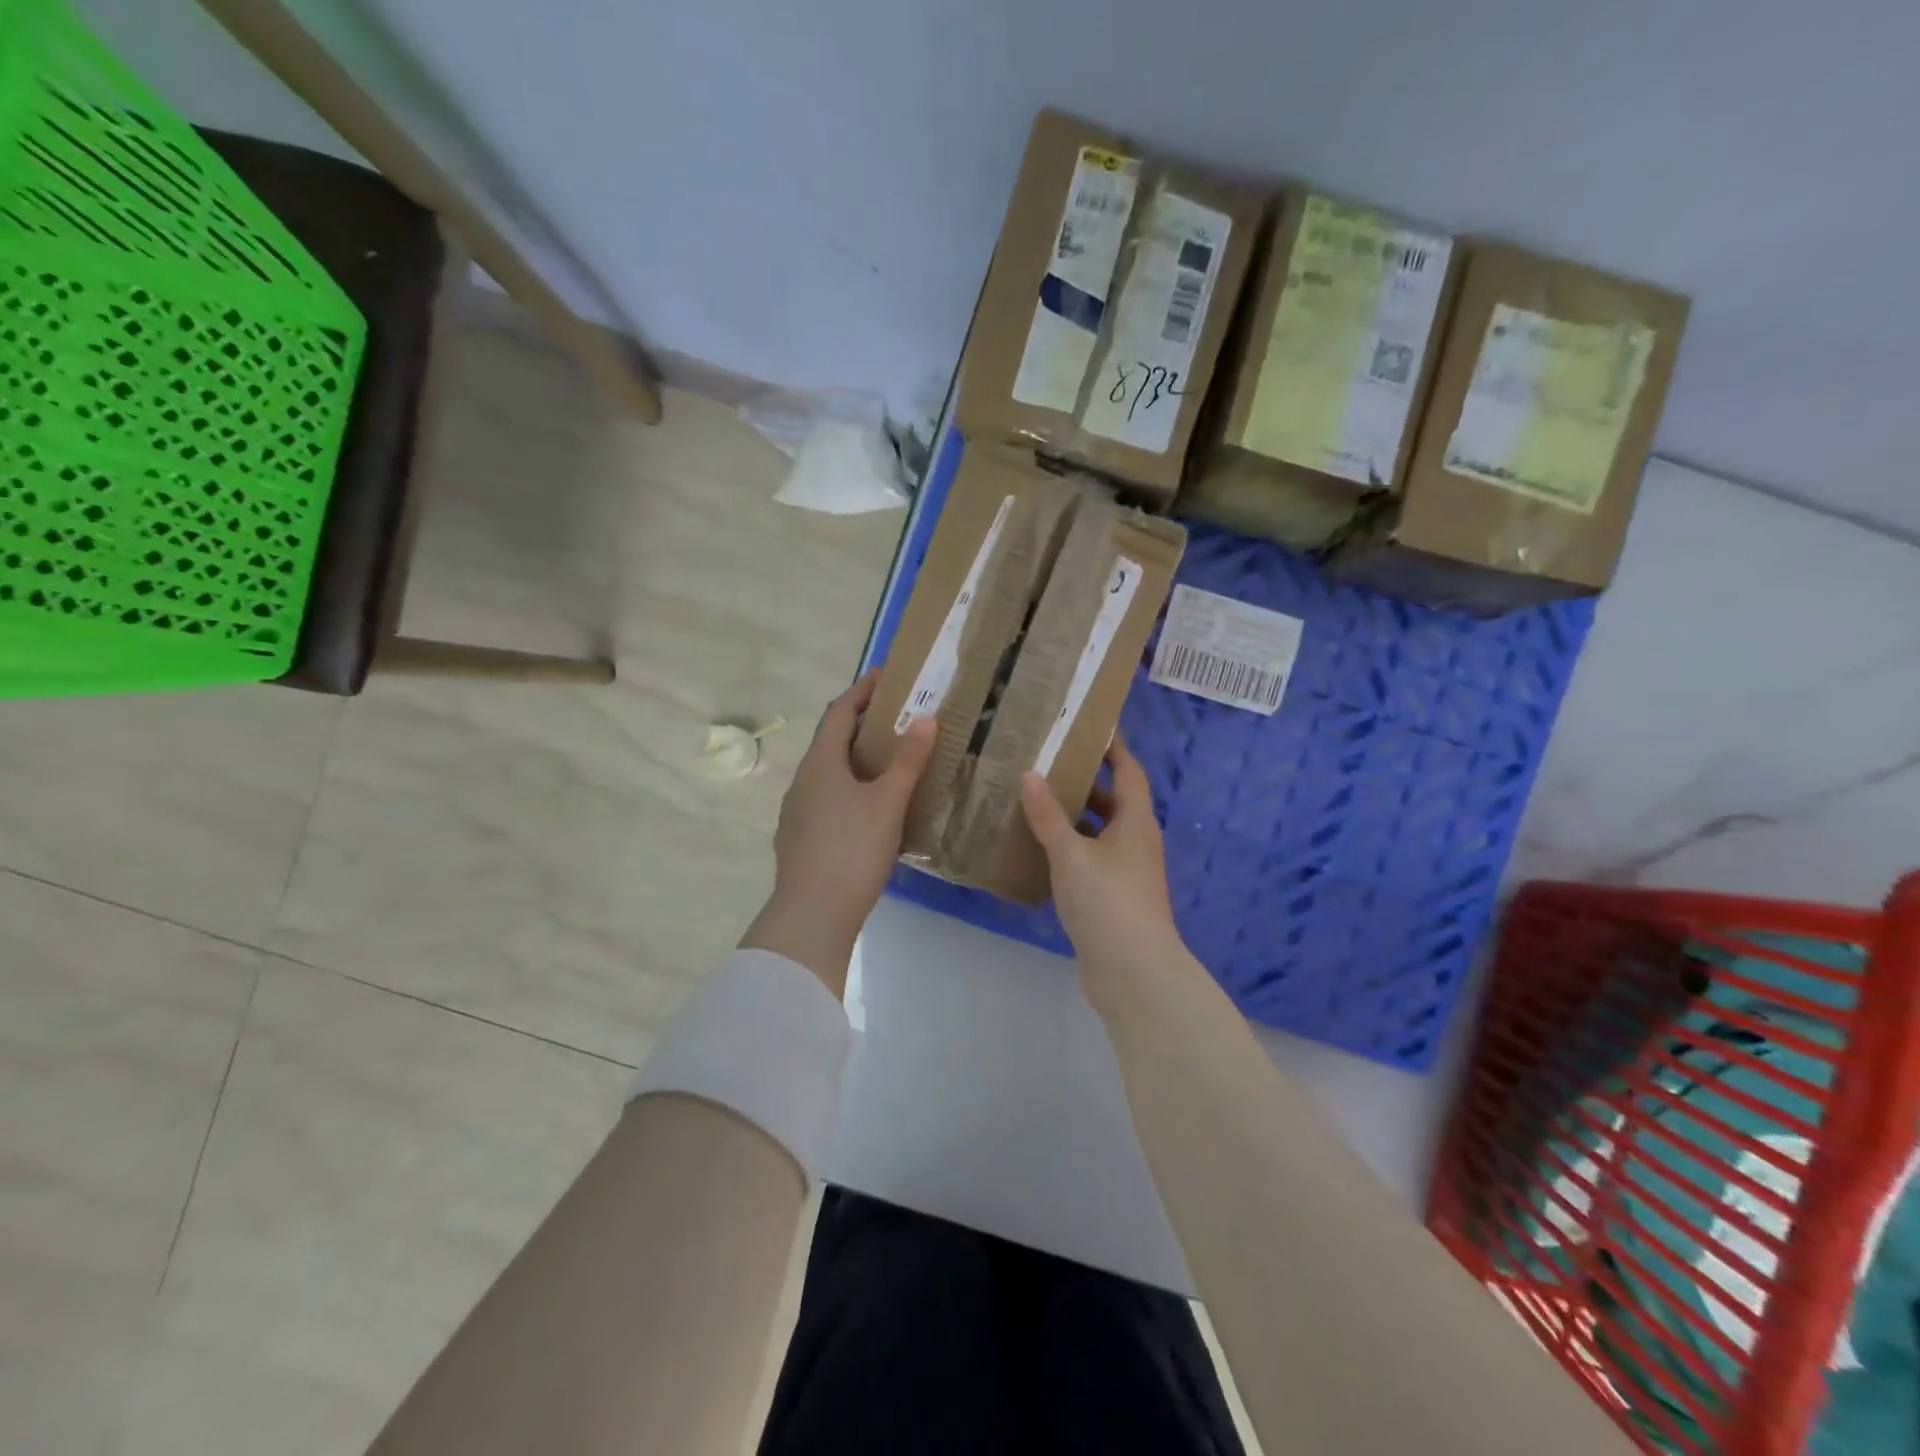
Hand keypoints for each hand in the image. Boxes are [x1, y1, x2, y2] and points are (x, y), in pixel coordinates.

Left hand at [741, 668, 936, 993]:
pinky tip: (870, 809)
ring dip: (855, 760)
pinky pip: (827, 798)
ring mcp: (797, 811)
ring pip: (828, 773)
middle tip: (897, 720)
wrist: (812, 915)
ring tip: (889, 763)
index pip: (839, 712)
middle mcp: (803, 780)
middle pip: (832, 741)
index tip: (885, 677)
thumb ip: (908, 761)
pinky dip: (849, 789)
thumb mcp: (887, 803)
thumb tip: (927, 718)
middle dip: (862, 726)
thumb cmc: (852, 850)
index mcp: (821, 763)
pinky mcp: (800, 838)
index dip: (861, 692)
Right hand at [1021, 734, 1184, 991]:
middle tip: (1048, 763)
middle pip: (1113, 801)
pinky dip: (1070, 850)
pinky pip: (1092, 860)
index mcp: (1135, 821)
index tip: (1090, 726)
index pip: (1128, 771)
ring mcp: (1128, 872)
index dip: (1113, 748)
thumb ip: (1048, 815)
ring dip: (1074, 819)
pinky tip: (1040, 850)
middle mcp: (1137, 841)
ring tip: (1036, 802)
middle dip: (1085, 782)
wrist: (1133, 971)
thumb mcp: (1071, 853)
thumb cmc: (1107, 900)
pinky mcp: (1115, 898)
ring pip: (1100, 833)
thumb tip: (1030, 774)